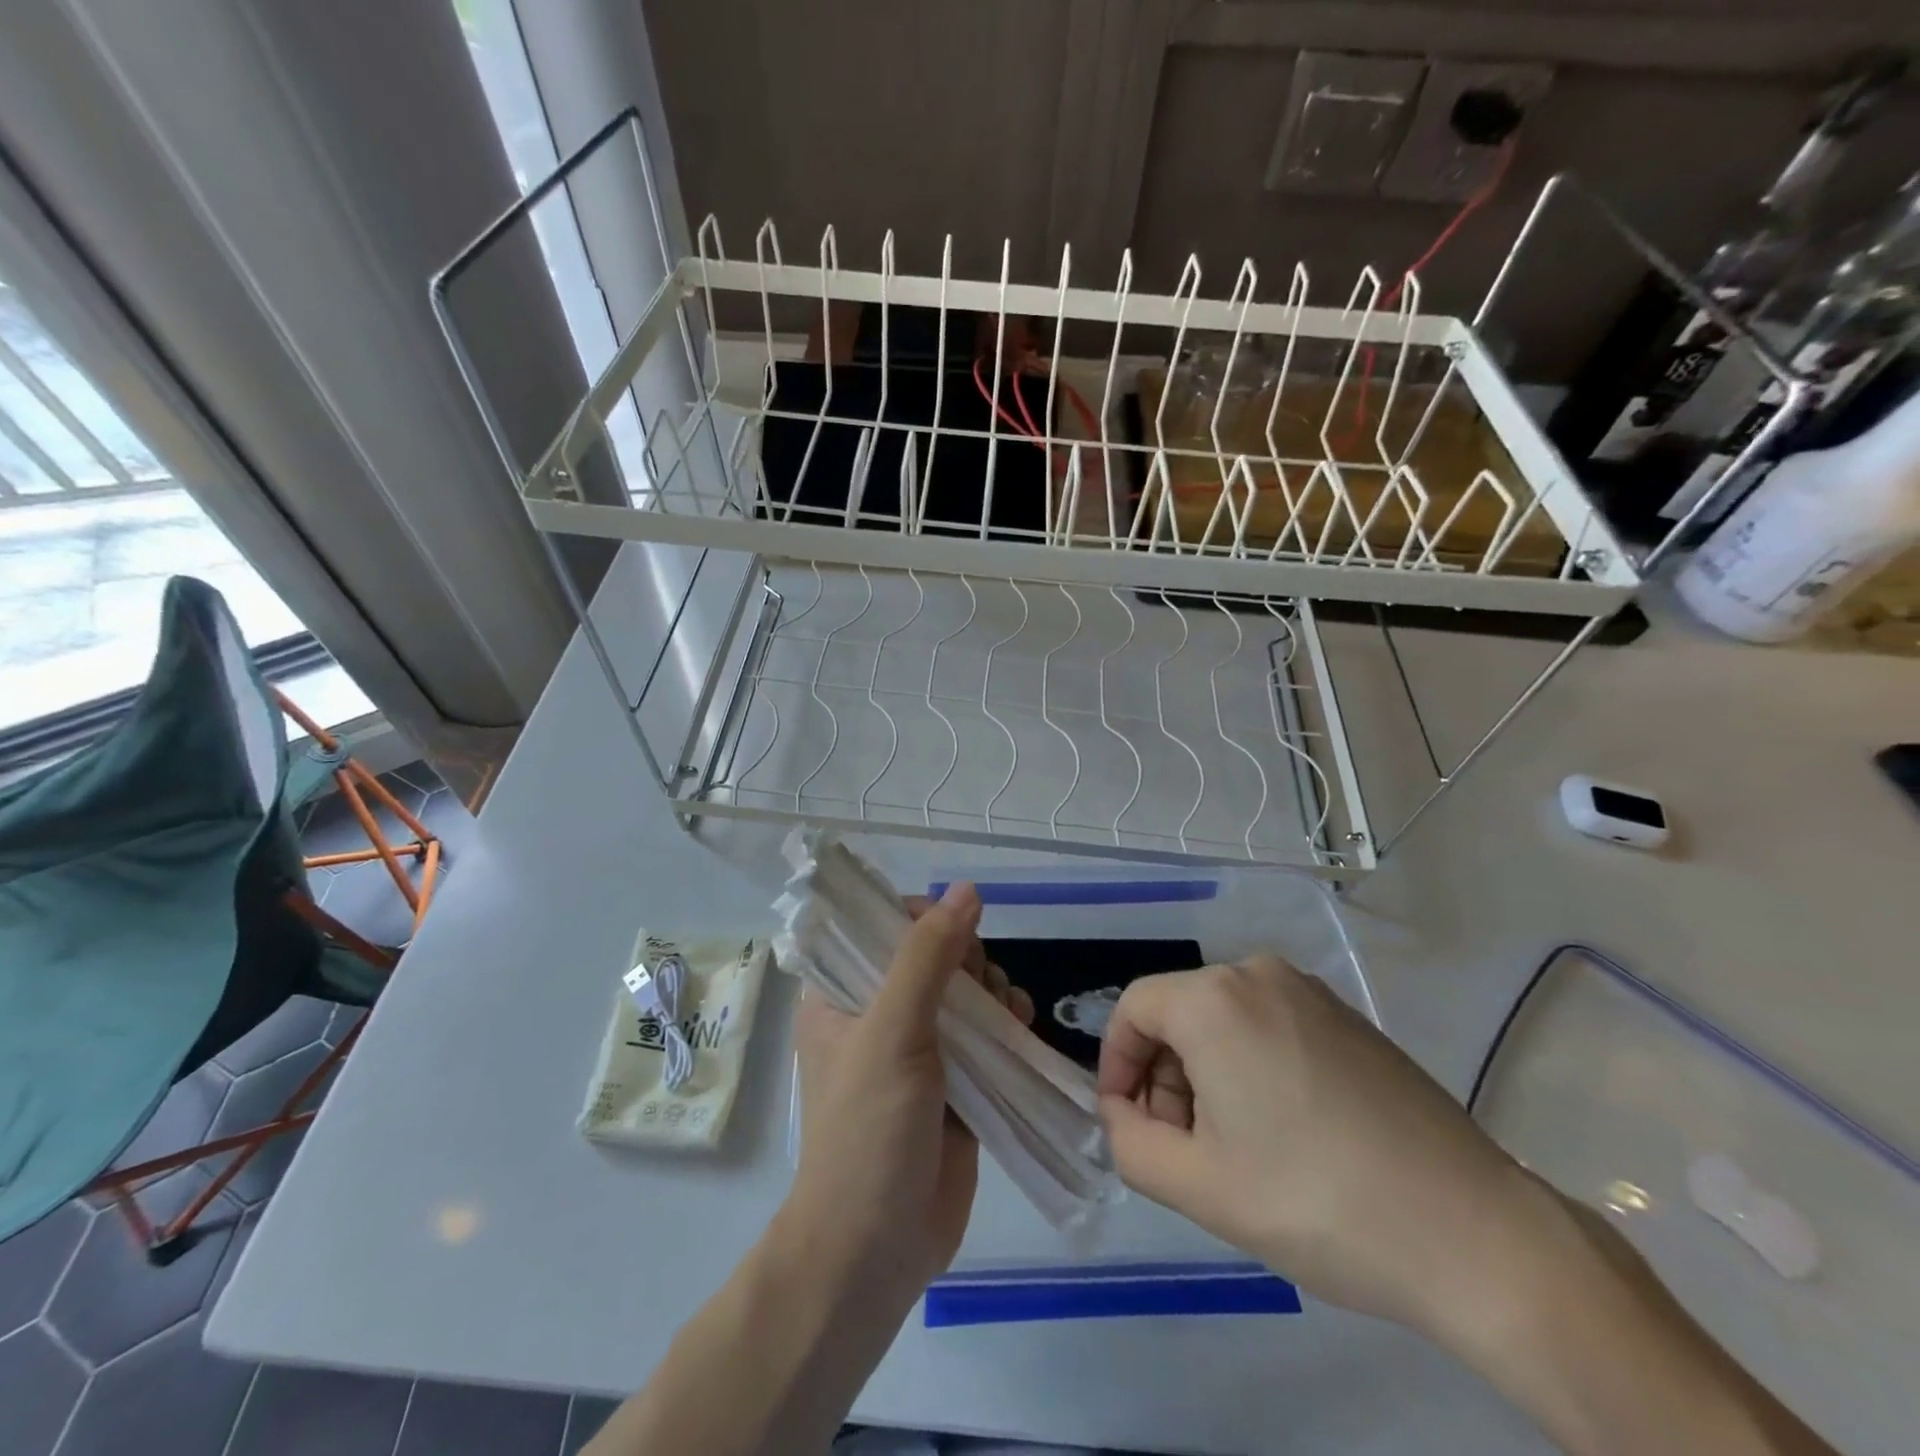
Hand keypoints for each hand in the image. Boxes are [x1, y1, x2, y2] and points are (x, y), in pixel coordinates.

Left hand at [783, 882, 1032, 1309]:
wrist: (875, 1250)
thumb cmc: (868, 1132)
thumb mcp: (893, 1032)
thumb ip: (928, 957)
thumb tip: (966, 890)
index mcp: (840, 994)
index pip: (880, 926)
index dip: (920, 919)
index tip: (949, 940)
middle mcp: (876, 1014)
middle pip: (932, 954)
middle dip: (966, 960)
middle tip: (975, 988)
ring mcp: (918, 1049)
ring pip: (964, 992)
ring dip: (992, 991)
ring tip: (1003, 1013)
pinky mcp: (954, 1082)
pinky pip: (985, 1033)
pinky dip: (1006, 1023)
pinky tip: (1020, 1027)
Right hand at [1096, 954, 1546, 1335]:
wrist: (1475, 1233)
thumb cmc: (1316, 1201)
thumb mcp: (1198, 1186)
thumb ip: (1128, 1141)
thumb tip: (1123, 1111)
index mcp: (1214, 999)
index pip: (1133, 1009)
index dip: (1115, 1063)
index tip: (1126, 1121)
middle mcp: (1258, 974)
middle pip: (1179, 1014)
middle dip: (1164, 1077)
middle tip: (1183, 1148)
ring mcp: (1310, 992)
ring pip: (1223, 1021)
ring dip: (1206, 1076)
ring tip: (1234, 1150)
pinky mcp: (1348, 1018)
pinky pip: (1269, 1026)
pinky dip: (1251, 1066)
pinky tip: (1283, 1132)